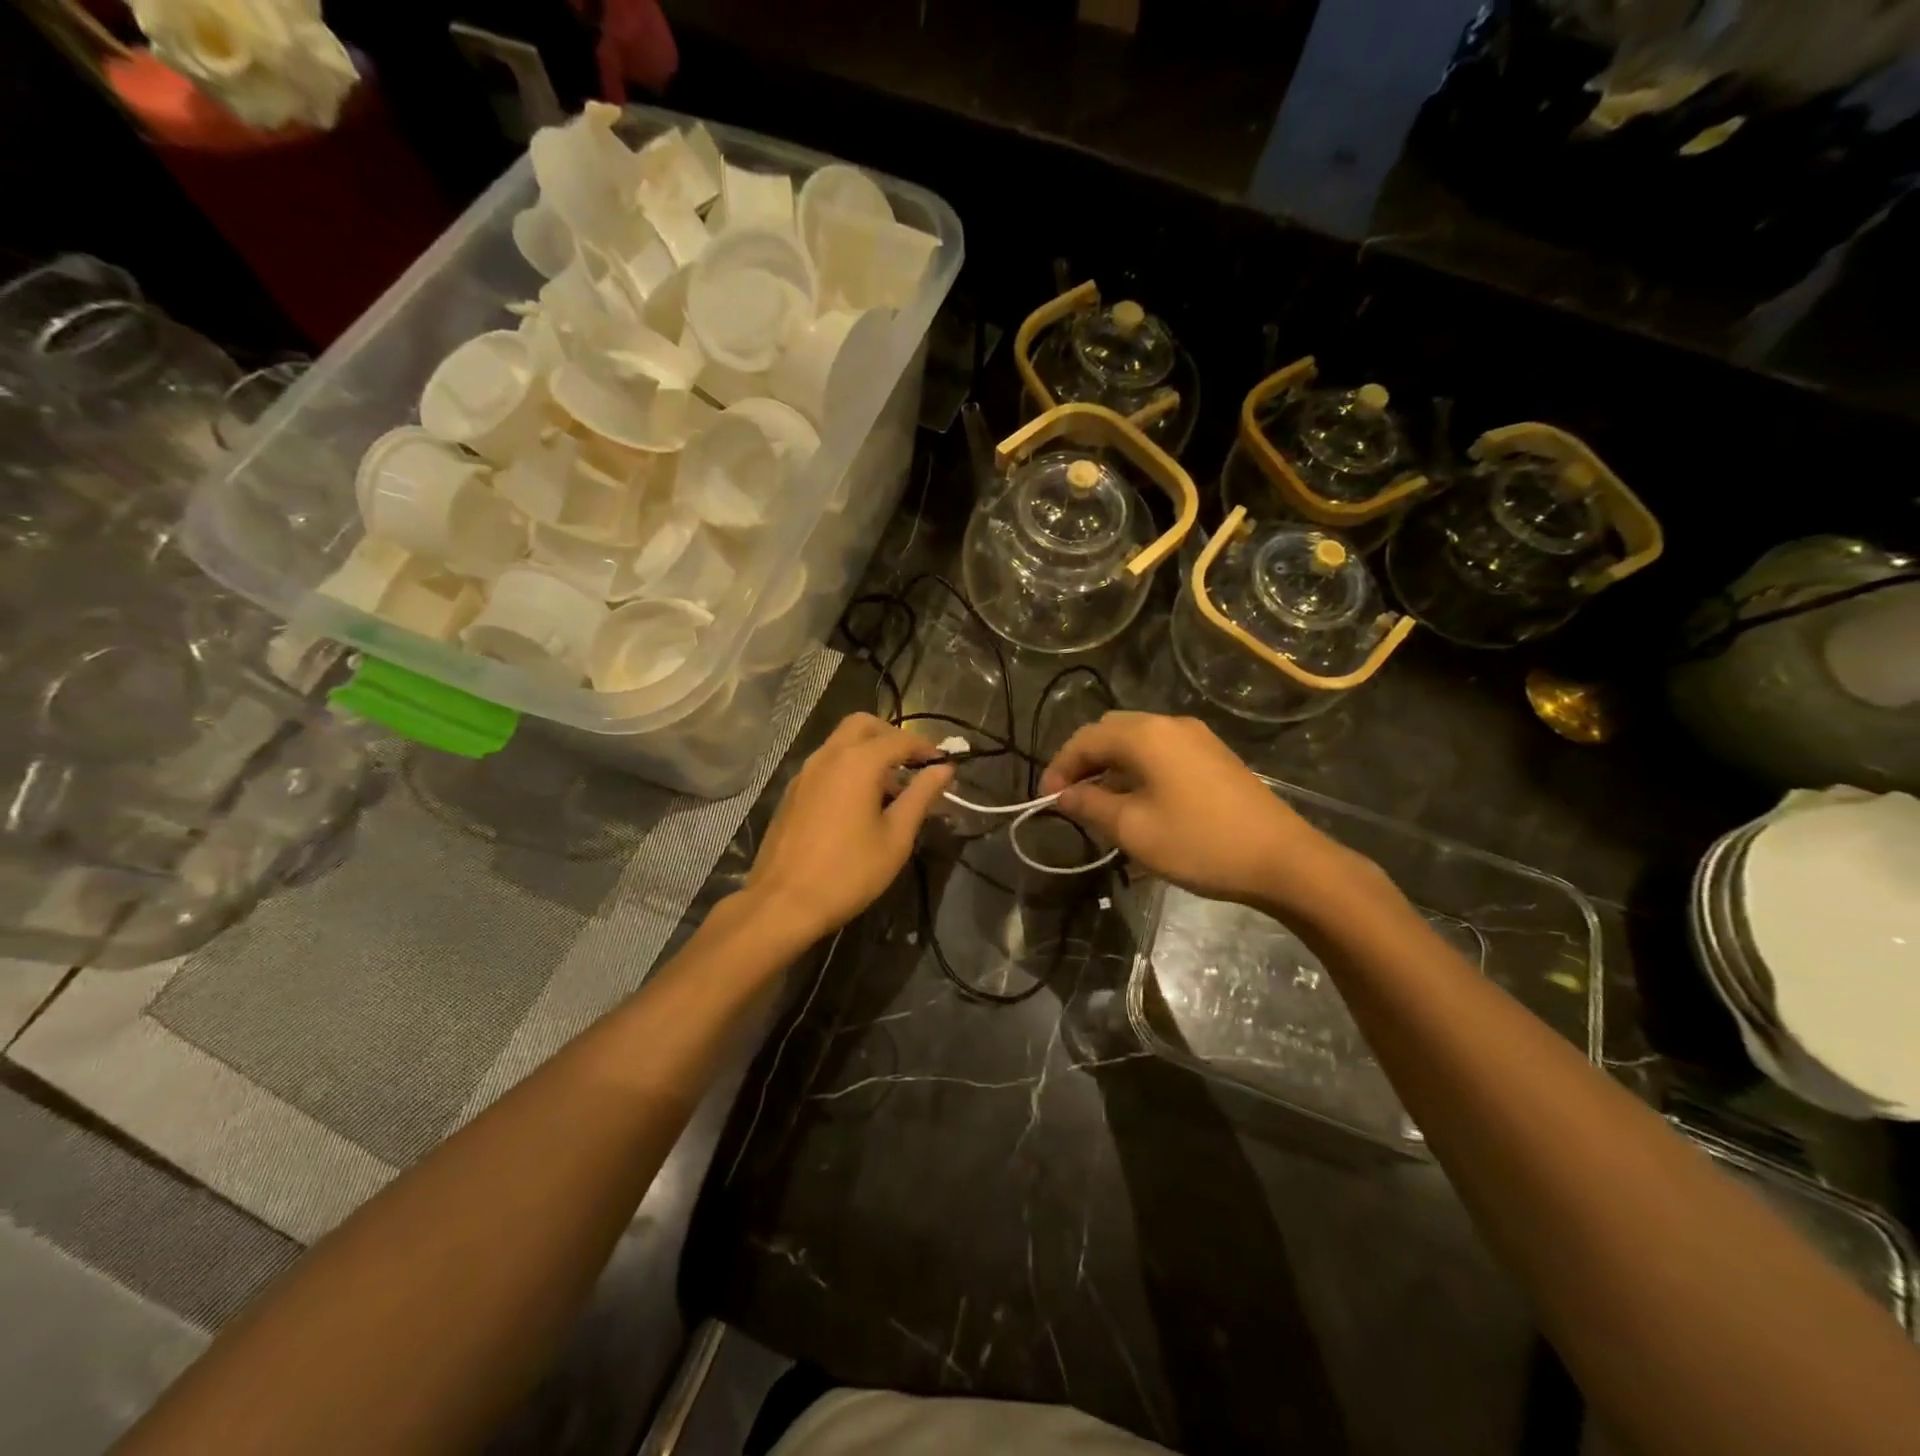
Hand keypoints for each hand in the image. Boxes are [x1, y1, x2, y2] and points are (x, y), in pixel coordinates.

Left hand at [745, 713, 954, 942]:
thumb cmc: (849, 872)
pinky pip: (826, 764)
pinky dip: (848, 767)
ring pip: (841, 742)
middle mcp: (828, 756)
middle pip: (863, 725)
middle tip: (912, 764)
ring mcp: (805, 772)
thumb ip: (921, 796)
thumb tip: (944, 769)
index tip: (943, 764)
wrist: (783, 902)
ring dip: (868, 752)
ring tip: (890, 789)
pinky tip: (859, 803)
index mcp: (858, 762)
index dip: (925, 748)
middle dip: (891, 736)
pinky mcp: (792, 792)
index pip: (899, 739)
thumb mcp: (896, 837)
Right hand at [1040, 712, 1380, 916]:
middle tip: (1070, 799)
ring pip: (1136, 742)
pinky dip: (1137, 771)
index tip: (1044, 800)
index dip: (1059, 767)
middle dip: (1084, 763)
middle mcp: (1169, 724)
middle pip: (1110, 732)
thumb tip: (1063, 795)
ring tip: (1099, 807)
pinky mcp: (1213, 756)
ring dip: (1111, 768)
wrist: (1282, 859)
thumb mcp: (1132, 829)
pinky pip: (1161, 753)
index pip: (1085, 738)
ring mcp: (1196, 738)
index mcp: (1145, 734)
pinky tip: (1137, 804)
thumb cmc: (1198, 842)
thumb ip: (1090, 806)